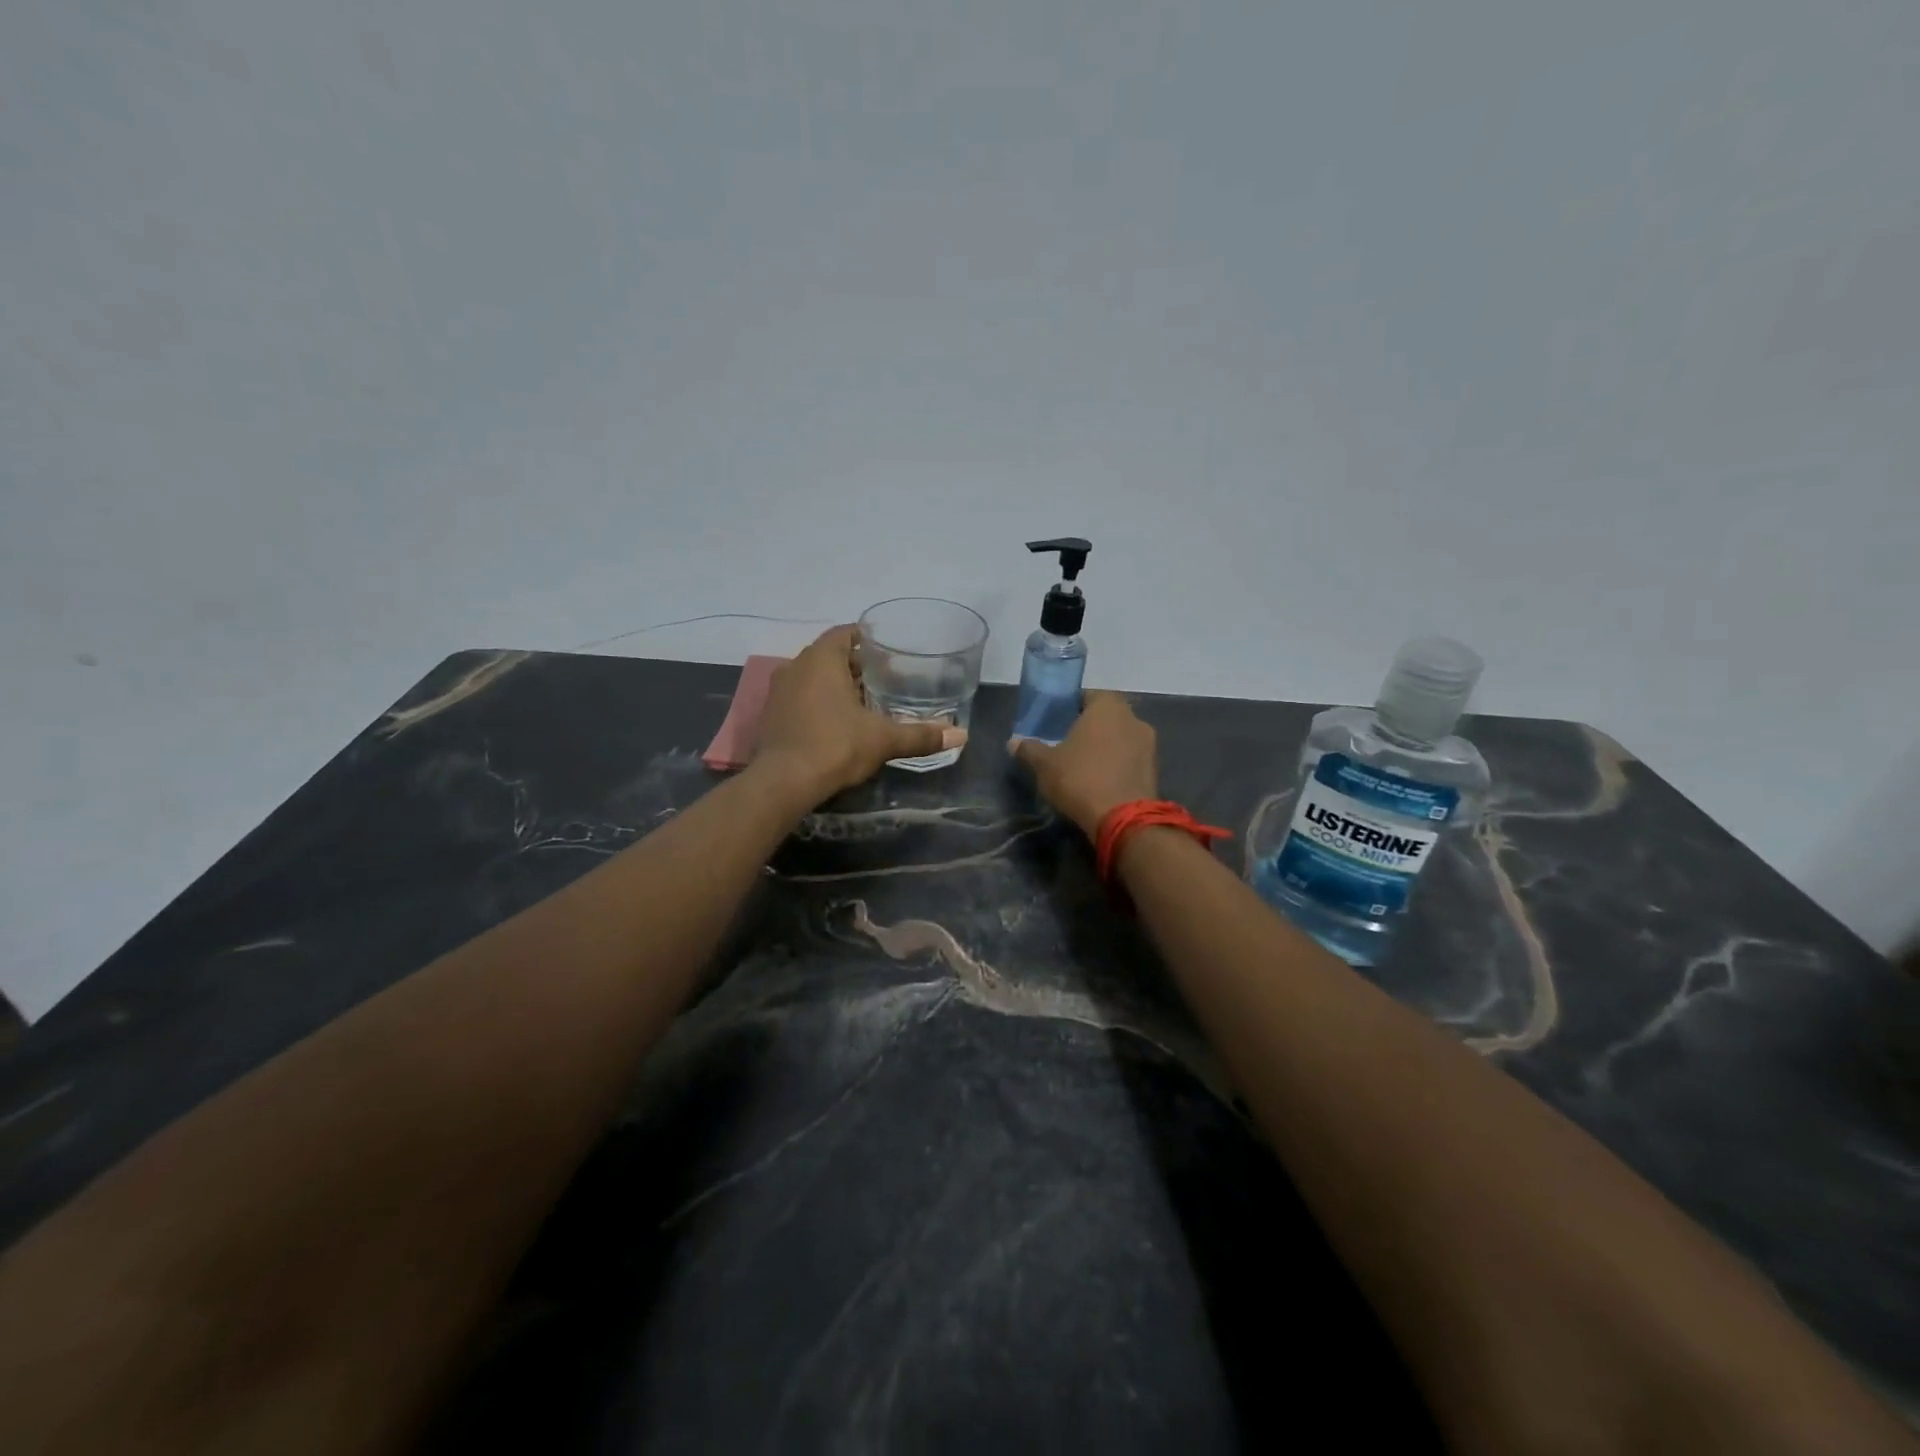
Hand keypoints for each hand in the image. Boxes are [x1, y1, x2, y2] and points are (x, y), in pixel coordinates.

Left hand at [752, 625, 966, 803]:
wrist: (783, 782)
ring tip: (863, 702)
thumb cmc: (835, 746)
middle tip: (883, 679)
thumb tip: (961, 735)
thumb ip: (920, 735)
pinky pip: (798, 699)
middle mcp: (795, 666)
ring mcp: (778, 691)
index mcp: (821, 659)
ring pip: (812, 678)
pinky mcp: (770, 716)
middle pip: (830, 655)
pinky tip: (836, 723)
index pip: (846, 633)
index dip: (868, 640)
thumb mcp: (883, 739)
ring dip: (834, 686)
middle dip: (855, 666)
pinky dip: (817, 704)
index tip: (888, 652)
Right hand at [1010, 691, 1157, 837]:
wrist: (1123, 819)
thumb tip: (1013, 742)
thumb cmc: (1080, 779)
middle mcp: (1133, 718)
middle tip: (1067, 744)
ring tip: (1084, 766)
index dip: (1070, 707)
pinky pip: (1131, 759)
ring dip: (1106, 747)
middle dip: (1089, 728)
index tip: (1056, 723)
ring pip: (1121, 738)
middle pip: (1106, 717)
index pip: (1087, 696)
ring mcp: (1149, 744)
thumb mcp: (1045, 765)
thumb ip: (1029, 749)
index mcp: (1107, 706)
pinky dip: (1118, 765)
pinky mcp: (1155, 770)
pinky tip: (1101, 782)